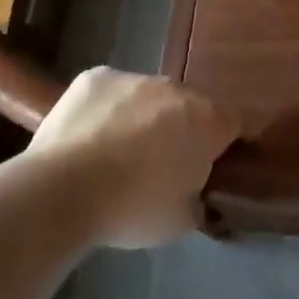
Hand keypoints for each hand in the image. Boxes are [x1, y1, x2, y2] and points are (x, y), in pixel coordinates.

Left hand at [28, 68, 240, 248]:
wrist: (61, 191)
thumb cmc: (131, 209)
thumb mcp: (181, 221)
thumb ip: (198, 200)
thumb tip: (196, 196)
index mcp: (208, 121)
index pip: (237, 123)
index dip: (230, 143)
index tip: (215, 165)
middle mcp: (177, 90)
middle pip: (191, 107)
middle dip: (183, 130)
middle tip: (163, 164)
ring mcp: (135, 78)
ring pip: (149, 97)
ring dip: (145, 118)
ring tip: (118, 152)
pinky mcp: (96, 77)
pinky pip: (112, 92)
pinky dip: (108, 109)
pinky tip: (90, 137)